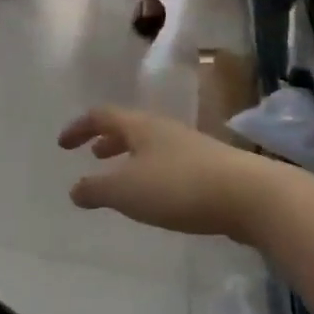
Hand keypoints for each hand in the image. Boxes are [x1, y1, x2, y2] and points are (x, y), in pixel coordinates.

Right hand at [59, 107, 250, 236]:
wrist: (250, 197)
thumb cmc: (178, 187)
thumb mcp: (126, 191)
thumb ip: (95, 189)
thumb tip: (75, 190)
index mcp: (140, 127)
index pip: (102, 116)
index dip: (79, 128)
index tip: (63, 144)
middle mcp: (165, 131)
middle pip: (130, 127)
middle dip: (107, 140)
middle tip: (93, 155)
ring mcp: (191, 148)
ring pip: (151, 147)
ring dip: (131, 158)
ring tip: (121, 178)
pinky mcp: (211, 170)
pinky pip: (169, 165)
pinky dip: (152, 174)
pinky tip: (156, 197)